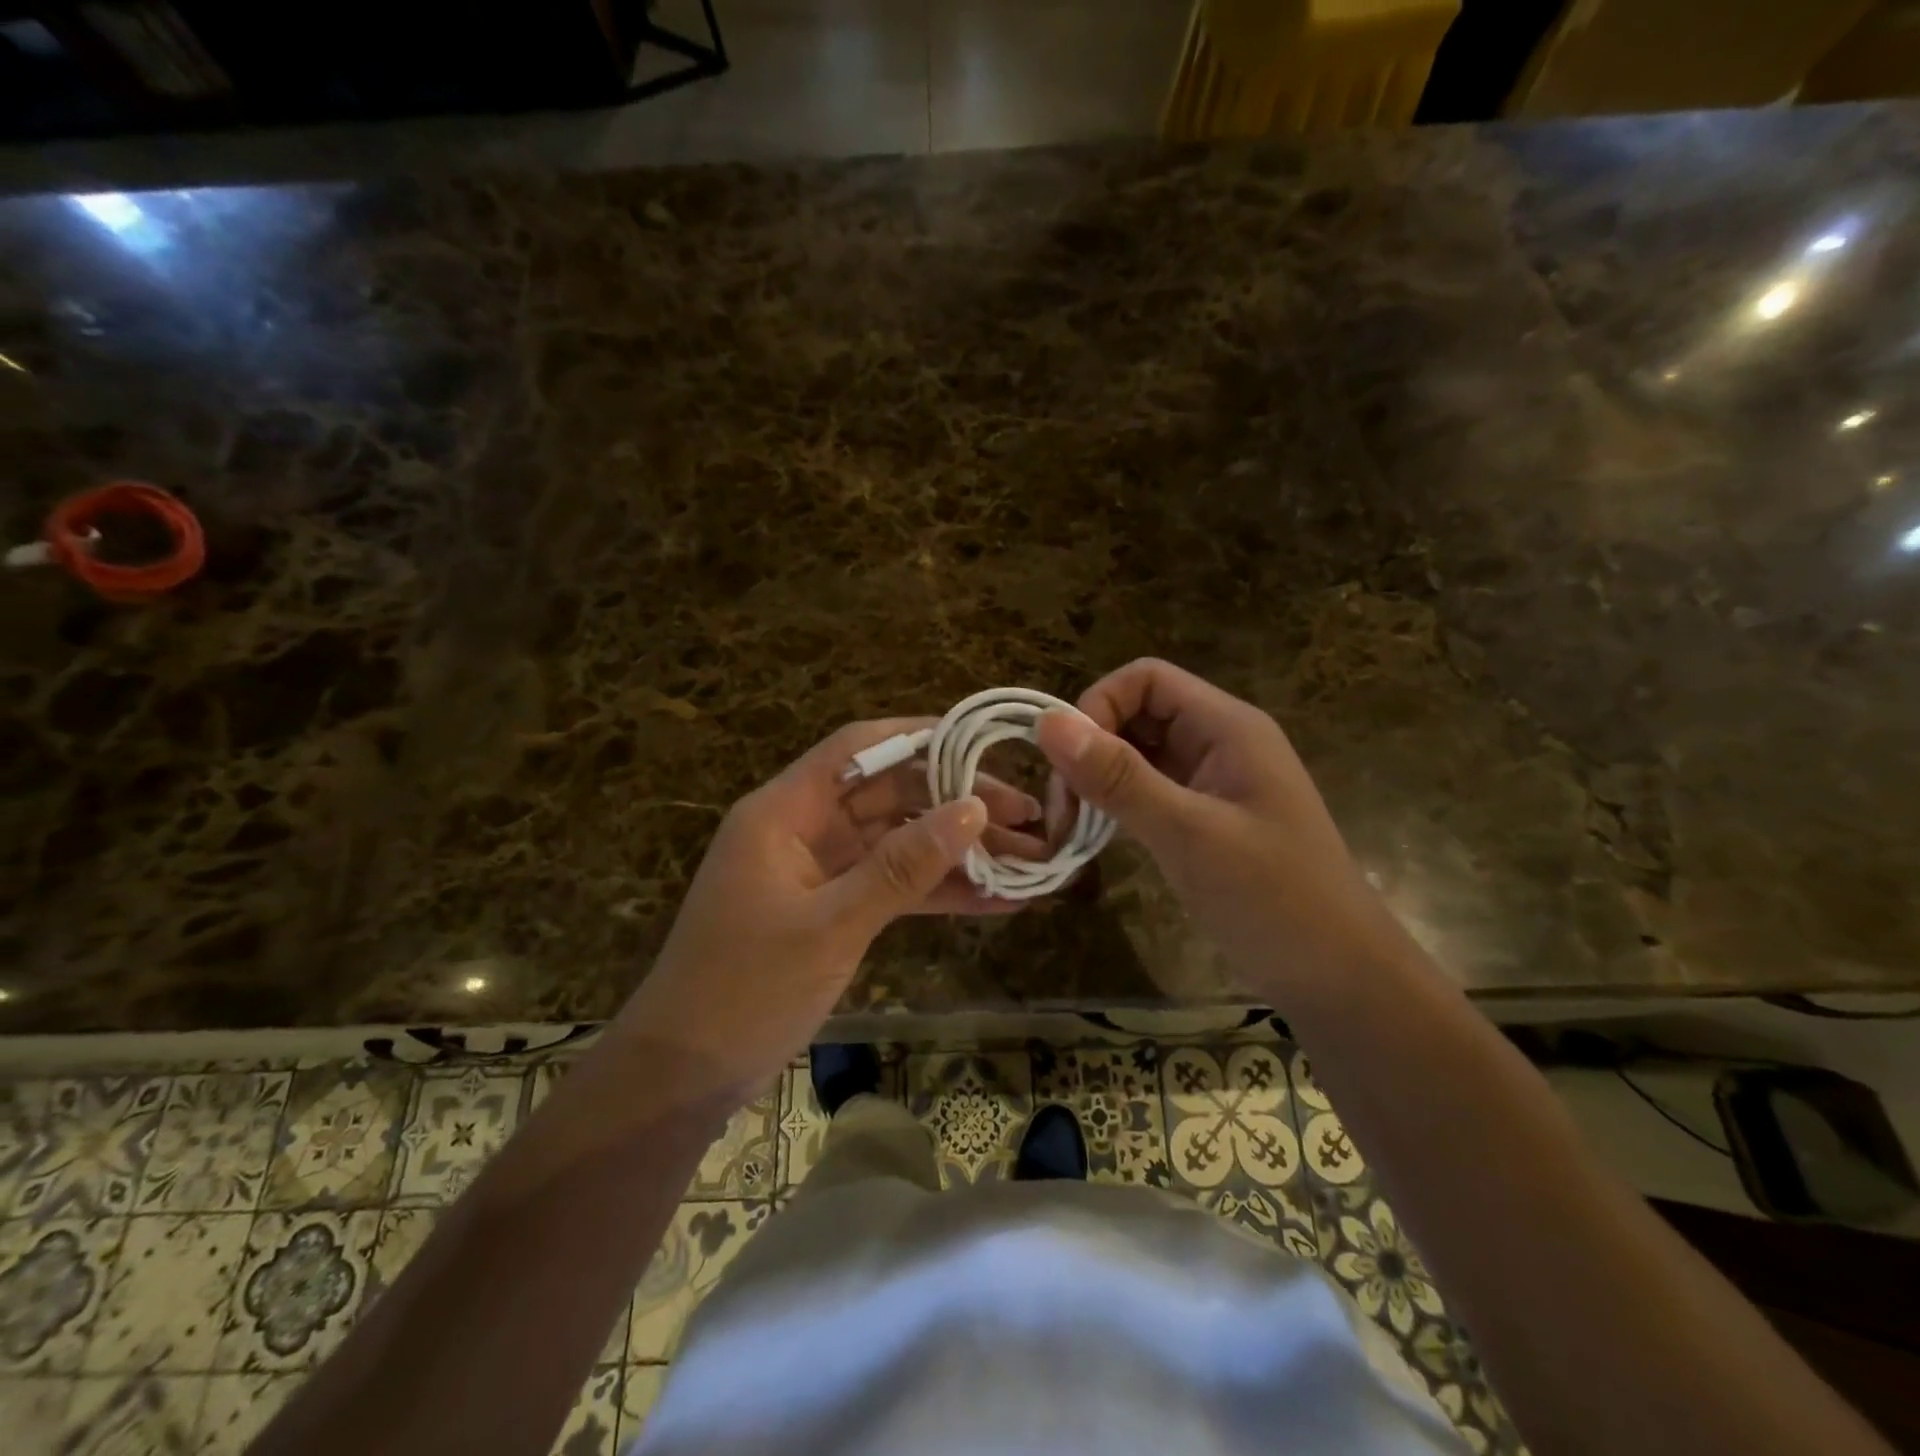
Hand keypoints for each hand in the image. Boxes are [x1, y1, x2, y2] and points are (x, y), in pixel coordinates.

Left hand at [620, 718, 1048, 1105]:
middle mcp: (805, 829)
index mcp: (785, 811)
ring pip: (900, 845)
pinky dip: (938, 893)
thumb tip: (973, 809)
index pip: (859, 748)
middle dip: (958, 803)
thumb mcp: (830, 925)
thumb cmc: (744, 990)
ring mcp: (821, 872)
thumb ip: (903, 867)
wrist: (683, 1077)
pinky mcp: (834, 911)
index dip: (923, 738)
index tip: (985, 746)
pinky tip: (995, 903)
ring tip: (1029, 861)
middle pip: (891, 795)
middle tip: (1029, 817)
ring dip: (958, 853)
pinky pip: (893, 888)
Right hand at [1035, 658, 1405, 1007]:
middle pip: (1137, 713)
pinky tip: (1098, 835)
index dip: (1097, 706)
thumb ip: (1119, 777)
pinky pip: (1148, 789)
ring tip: (1072, 827)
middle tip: (1063, 808)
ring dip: (1098, 779)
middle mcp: (1219, 742)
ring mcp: (1212, 781)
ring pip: (1138, 754)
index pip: (1145, 679)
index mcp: (1227, 727)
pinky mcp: (1204, 817)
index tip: (1068, 764)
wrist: (1339, 977)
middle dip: (1091, 748)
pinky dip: (1117, 804)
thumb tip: (1047, 722)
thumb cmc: (1274, 899)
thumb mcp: (1189, 834)